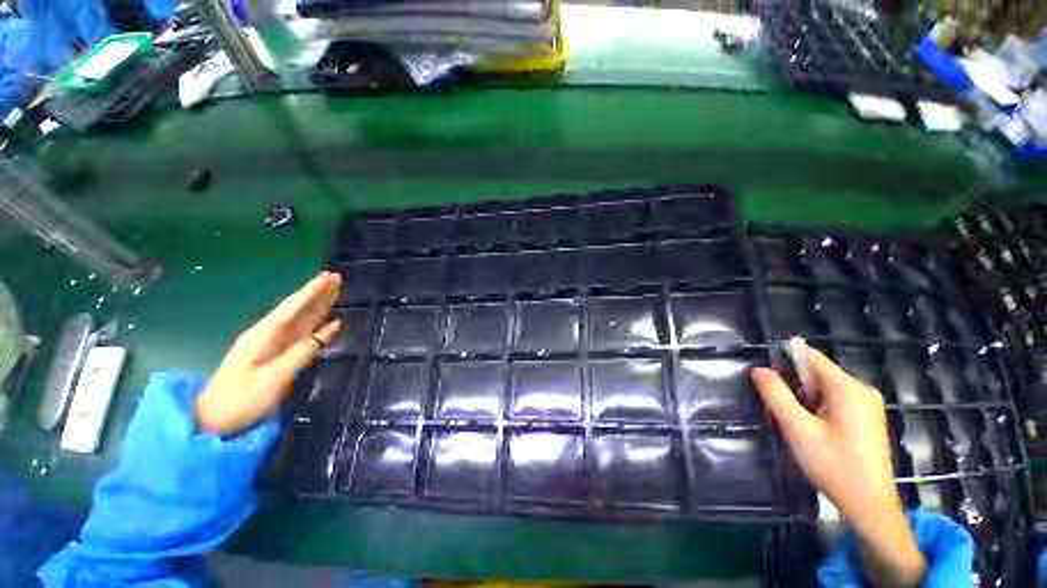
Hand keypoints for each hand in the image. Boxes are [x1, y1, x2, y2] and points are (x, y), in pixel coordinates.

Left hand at [195, 272, 342, 436]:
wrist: (215, 422)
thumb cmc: (242, 399)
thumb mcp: (274, 377)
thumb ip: (303, 351)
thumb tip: (332, 328)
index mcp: (265, 335)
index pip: (293, 306)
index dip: (313, 291)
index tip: (331, 276)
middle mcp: (270, 335)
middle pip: (298, 309)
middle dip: (318, 293)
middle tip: (339, 279)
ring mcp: (274, 346)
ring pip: (302, 320)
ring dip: (319, 306)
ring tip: (337, 293)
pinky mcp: (278, 357)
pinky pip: (303, 335)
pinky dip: (319, 327)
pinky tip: (331, 322)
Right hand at [752, 337, 925, 587]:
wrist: (869, 505)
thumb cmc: (834, 465)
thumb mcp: (798, 429)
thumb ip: (776, 395)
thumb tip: (759, 370)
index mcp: (848, 388)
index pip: (811, 357)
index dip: (785, 359)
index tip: (765, 375)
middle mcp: (861, 390)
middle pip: (818, 372)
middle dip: (794, 382)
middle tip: (777, 404)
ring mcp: (867, 404)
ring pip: (825, 387)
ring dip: (804, 396)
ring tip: (793, 419)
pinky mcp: (867, 418)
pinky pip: (835, 400)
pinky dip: (817, 406)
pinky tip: (811, 427)